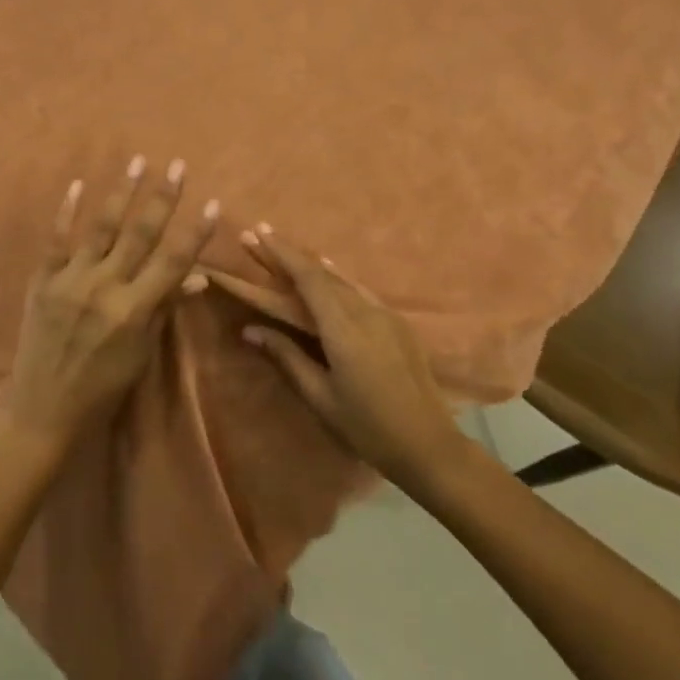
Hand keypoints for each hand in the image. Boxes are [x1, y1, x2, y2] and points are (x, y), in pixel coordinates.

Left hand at [2, 157, 218, 452]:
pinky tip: (77, 185)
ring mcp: (71, 280)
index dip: (195, 232)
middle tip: (178, 165)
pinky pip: (56, 240)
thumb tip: (197, 279)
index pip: (173, 262)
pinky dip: (66, 211)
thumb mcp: (142, 353)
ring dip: (122, 193)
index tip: (213, 202)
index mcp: (134, 310)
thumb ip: (165, 309)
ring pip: (101, 227)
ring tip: (137, 162)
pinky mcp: (43, 280)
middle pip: (140, 234)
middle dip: (162, 198)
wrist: (43, 407)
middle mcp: (104, 287)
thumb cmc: (103, 386)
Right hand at [240, 225, 466, 489]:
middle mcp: (366, 311)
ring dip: (313, 264)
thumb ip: (287, 357)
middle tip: (259, 237)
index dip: (282, 252)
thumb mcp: (321, 397)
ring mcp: (386, 315)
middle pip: (323, 272)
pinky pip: (360, 290)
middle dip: (290, 253)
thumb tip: (250, 329)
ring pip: (343, 279)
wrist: (430, 446)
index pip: (308, 277)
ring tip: (288, 253)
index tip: (257, 232)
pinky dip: (337, 278)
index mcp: (344, 328)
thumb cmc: (368, 427)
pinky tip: (330, 277)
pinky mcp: (398, 324)